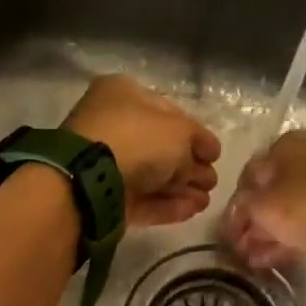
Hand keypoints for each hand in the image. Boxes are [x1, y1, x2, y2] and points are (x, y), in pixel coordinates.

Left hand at [65, 75, 222, 227]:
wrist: (91, 180)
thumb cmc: (137, 139)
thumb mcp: (179, 131)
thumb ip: (197, 142)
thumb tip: (203, 157)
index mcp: (124, 95)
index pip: (169, 113)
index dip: (196, 134)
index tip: (215, 154)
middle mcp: (113, 126)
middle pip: (160, 148)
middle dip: (190, 166)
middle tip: (212, 182)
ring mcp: (107, 164)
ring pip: (152, 176)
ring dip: (182, 189)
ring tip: (206, 201)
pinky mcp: (106, 197)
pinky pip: (142, 199)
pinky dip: (167, 205)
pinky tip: (192, 210)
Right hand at [223, 130, 305, 269]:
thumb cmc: (300, 203)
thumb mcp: (260, 205)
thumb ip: (242, 207)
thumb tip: (238, 210)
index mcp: (286, 145)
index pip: (251, 174)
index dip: (236, 203)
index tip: (228, 228)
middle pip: (272, 193)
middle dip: (253, 222)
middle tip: (240, 247)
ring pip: (290, 210)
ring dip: (268, 234)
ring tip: (251, 259)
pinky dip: (288, 239)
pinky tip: (269, 260)